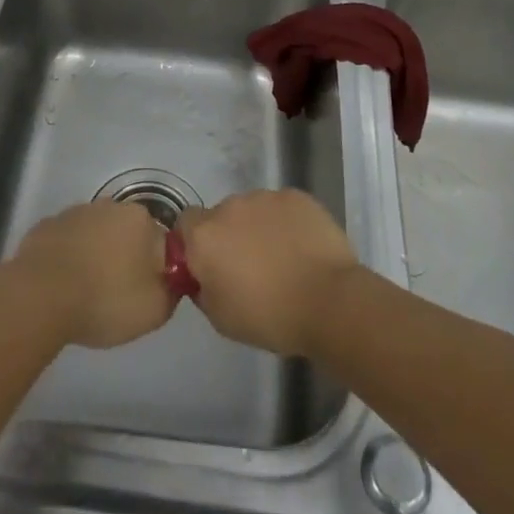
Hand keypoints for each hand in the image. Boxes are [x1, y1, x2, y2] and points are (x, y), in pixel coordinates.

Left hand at [4, 200, 175, 348]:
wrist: (40, 296)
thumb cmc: (105, 299)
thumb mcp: (155, 309)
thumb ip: (172, 290)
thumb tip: (171, 279)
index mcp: (140, 219)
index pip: (159, 241)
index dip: (155, 267)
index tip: (145, 292)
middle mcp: (109, 206)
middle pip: (126, 233)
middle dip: (125, 257)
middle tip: (117, 293)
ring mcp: (75, 213)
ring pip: (95, 235)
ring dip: (95, 255)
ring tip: (86, 291)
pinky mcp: (47, 226)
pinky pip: (66, 242)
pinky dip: (67, 258)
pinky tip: (62, 284)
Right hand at [177, 189, 360, 356]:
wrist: (329, 301)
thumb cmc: (269, 316)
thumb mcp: (221, 318)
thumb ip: (202, 288)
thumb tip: (204, 275)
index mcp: (205, 236)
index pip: (185, 224)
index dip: (195, 243)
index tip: (211, 265)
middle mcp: (230, 207)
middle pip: (221, 216)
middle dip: (230, 236)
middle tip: (250, 267)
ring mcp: (265, 197)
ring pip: (252, 209)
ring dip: (258, 227)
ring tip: (282, 258)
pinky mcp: (296, 196)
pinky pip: (281, 207)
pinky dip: (286, 223)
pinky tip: (302, 248)